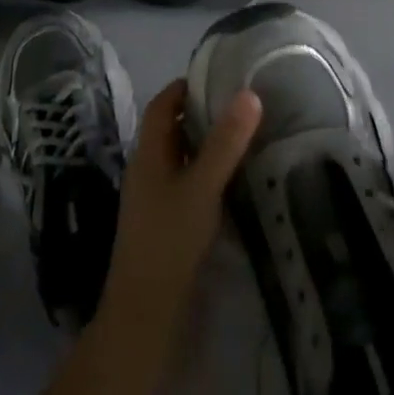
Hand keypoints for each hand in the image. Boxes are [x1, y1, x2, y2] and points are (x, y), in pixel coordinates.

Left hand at [97, 80, 261, 341]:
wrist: (144, 318)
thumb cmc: (169, 242)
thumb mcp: (201, 187)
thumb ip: (225, 143)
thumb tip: (249, 93)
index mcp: (148, 153)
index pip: (162, 105)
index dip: (185, 86)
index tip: (219, 76)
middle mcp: (147, 170)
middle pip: (171, 129)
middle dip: (201, 114)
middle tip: (240, 104)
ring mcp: (153, 199)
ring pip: (180, 158)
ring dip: (205, 145)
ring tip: (244, 136)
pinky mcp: (165, 225)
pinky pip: (186, 184)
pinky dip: (206, 174)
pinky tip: (232, 182)